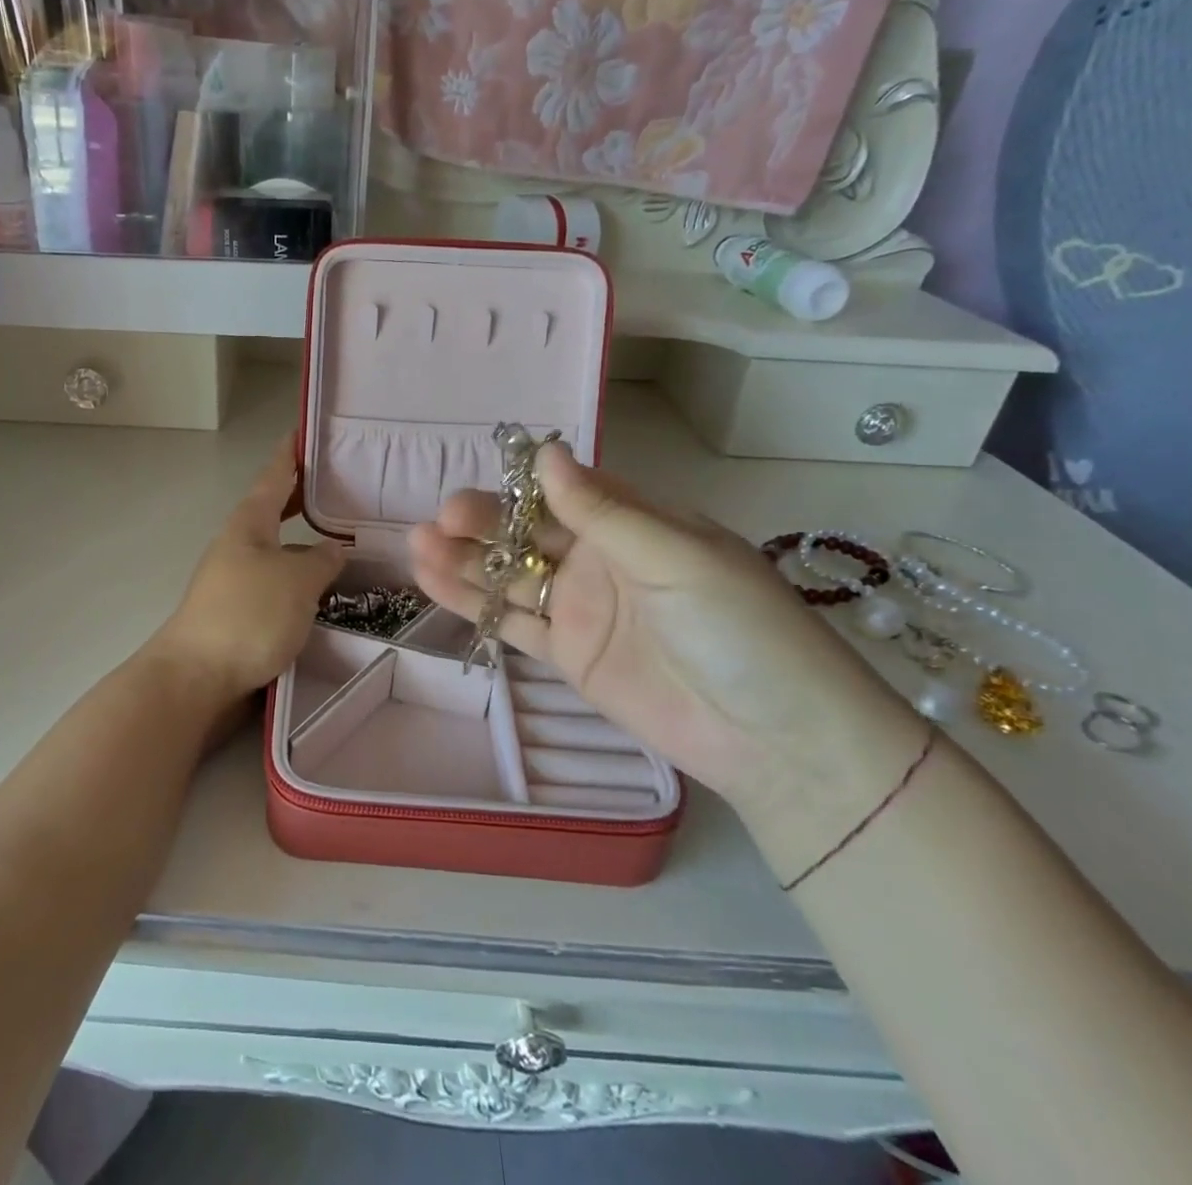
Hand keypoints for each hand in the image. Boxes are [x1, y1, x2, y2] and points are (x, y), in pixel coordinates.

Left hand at [149, 439, 345, 735]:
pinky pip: (278, 580)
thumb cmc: (248, 615)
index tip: (307, 429)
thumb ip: (322, 560)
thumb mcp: (296, 580)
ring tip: (347, 539)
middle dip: (306, 496)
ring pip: (279, 547)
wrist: (195, 678)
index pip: (275, 475)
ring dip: (307, 540)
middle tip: (345, 486)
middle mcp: (240, 544)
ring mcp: (237, 578)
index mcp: (250, 523)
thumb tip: (333, 549)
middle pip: (276, 509)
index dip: (292, 452)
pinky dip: (302, 576)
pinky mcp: (240, 611)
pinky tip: (324, 590)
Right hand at [409, 443, 919, 817]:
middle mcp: (601, 559)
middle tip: (441, 520)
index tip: (482, 483)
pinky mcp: (568, 654)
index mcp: (635, 524)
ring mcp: (580, 608)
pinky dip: (472, 603)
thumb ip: (604, 511)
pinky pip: (512, 622)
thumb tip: (547, 453)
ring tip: (417, 544)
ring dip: (465, 559)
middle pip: (528, 532)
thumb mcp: (675, 557)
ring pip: (510, 575)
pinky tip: (432, 582)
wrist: (774, 739)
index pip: (566, 491)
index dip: (519, 486)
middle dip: (483, 523)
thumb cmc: (738, 629)